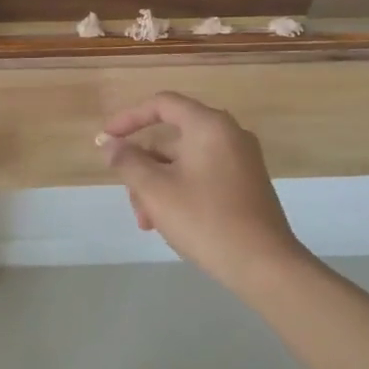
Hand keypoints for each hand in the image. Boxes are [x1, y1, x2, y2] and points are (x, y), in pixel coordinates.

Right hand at [99, 92, 304, 289]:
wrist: (264, 264)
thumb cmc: (205, 220)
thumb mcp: (155, 190)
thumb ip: (127, 161)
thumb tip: (109, 144)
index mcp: (209, 125)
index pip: (162, 104)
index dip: (128, 118)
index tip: (105, 139)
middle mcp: (228, 134)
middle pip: (171, 139)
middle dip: (143, 169)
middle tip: (131, 202)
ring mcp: (240, 160)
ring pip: (184, 163)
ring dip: (158, 187)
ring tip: (148, 224)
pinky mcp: (245, 184)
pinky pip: (202, 176)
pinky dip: (179, 192)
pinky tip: (169, 223)